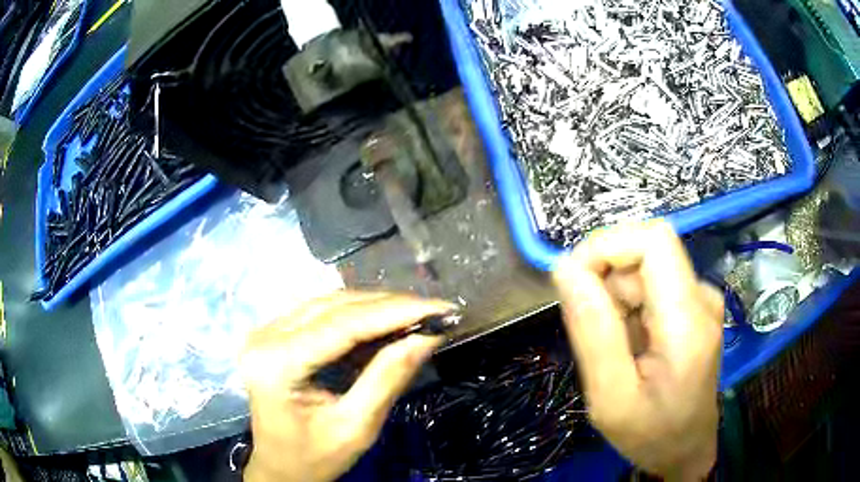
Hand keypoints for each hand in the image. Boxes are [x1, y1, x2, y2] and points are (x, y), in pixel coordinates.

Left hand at [241, 291, 453, 481]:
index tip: (441, 308)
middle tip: (435, 312)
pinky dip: (356, 315)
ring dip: (375, 307)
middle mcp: (264, 337)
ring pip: (328, 303)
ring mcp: (264, 332)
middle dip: (390, 305)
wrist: (278, 468)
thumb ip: (388, 379)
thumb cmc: (313, 459)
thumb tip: (427, 337)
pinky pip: (319, 314)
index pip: (344, 324)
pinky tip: (383, 322)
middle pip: (335, 306)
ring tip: (416, 315)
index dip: (396, 310)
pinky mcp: (272, 335)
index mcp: (276, 364)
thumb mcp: (355, 428)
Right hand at [553, 220, 722, 479]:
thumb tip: (565, 269)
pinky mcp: (694, 305)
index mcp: (687, 323)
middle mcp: (702, 298)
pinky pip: (652, 284)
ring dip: (616, 297)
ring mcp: (701, 299)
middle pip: (646, 252)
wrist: (685, 448)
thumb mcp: (610, 398)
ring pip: (645, 268)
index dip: (607, 246)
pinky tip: (629, 343)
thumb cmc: (650, 433)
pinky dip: (628, 306)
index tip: (574, 281)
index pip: (653, 240)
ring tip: (613, 346)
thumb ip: (592, 331)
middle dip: (606, 281)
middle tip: (592, 332)